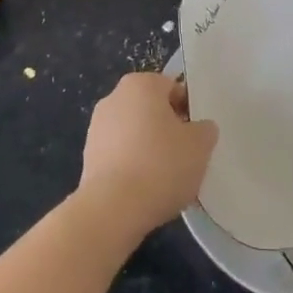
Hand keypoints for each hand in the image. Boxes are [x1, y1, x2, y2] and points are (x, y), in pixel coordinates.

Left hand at [77, 72, 219, 242]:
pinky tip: (144, 190)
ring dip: (149, 149)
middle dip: (167, 130)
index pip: (173, 89)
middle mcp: (114, 97)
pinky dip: (132, 167)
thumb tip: (199, 128)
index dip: (189, 111)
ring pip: (134, 133)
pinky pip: (120, 155)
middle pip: (151, 110)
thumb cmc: (161, 165)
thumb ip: (205, 130)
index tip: (197, 137)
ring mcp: (97, 127)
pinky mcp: (88, 157)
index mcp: (141, 84)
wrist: (112, 208)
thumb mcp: (200, 145)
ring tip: (165, 179)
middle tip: (185, 157)